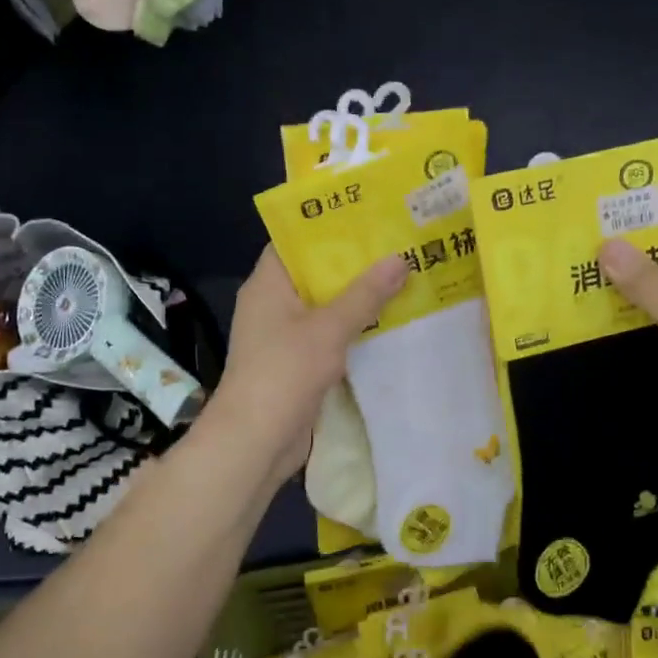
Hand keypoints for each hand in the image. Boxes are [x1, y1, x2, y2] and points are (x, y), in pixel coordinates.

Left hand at [209, 246, 407, 478]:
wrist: (256, 440)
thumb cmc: (285, 372)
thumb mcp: (329, 328)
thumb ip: (365, 294)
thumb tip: (399, 259)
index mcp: (268, 284)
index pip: (295, 241)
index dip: (328, 227)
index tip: (368, 218)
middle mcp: (272, 304)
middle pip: (315, 274)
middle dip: (353, 264)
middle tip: (397, 246)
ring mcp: (283, 336)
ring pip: (324, 307)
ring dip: (357, 298)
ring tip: (402, 278)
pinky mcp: (295, 363)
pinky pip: (327, 335)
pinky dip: (352, 329)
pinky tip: (388, 323)